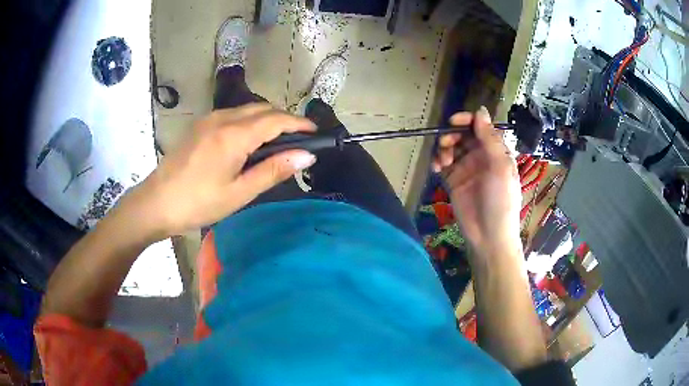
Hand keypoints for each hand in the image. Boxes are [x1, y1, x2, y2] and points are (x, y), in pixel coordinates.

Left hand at [120, 103, 316, 239]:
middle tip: (298, 140)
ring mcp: (209, 119)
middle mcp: (223, 118)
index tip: (315, 132)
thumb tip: (306, 156)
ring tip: (277, 142)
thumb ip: (273, 170)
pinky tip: (249, 141)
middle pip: (263, 108)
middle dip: (285, 119)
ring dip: (267, 119)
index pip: (276, 119)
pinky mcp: (200, 125)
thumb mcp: (239, 193)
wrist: (156, 203)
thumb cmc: (198, 203)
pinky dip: (249, 121)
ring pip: (247, 109)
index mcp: (234, 135)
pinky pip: (233, 114)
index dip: (299, 123)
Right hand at [432, 107, 521, 261]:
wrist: (489, 236)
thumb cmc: (501, 200)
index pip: (481, 127)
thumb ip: (490, 139)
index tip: (454, 122)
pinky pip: (442, 163)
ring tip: (443, 161)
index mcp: (496, 151)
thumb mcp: (500, 167)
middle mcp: (481, 156)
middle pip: (463, 135)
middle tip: (446, 143)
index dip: (467, 120)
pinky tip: (436, 168)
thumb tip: (480, 110)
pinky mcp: (453, 181)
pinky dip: (437, 161)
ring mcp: (466, 168)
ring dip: (444, 148)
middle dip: (453, 135)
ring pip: (451, 147)